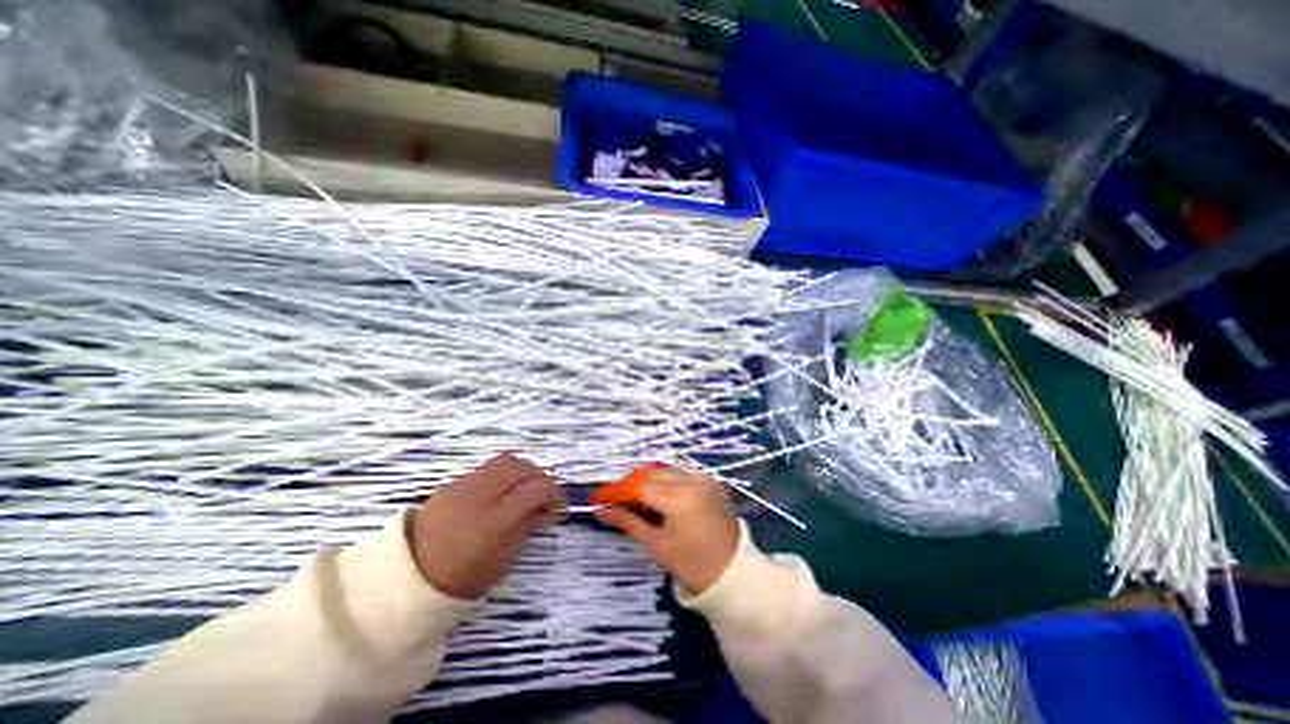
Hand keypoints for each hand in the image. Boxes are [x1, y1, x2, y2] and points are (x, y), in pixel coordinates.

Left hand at [405, 452, 562, 598]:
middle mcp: (481, 495)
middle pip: (523, 468)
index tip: (560, 506)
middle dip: (542, 478)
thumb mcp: (504, 559)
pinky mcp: (455, 481)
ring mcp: (465, 485)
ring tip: (526, 489)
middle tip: (545, 497)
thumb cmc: (461, 578)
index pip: (536, 489)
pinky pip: (489, 466)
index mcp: (495, 521)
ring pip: (507, 460)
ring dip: (524, 471)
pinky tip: (503, 491)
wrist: (407, 576)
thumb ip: (530, 526)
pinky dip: (504, 473)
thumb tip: (550, 509)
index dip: (555, 494)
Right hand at [592, 466, 734, 595]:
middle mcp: (692, 480)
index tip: (598, 498)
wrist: (732, 574)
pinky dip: (668, 481)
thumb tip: (601, 511)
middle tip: (616, 500)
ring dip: (649, 480)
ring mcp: (704, 478)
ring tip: (636, 499)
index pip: (638, 487)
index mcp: (679, 497)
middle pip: (652, 474)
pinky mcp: (712, 481)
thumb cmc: (691, 564)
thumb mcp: (656, 543)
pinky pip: (683, 473)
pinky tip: (660, 497)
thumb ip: (628, 521)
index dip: (616, 492)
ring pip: (667, 470)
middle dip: (632, 484)